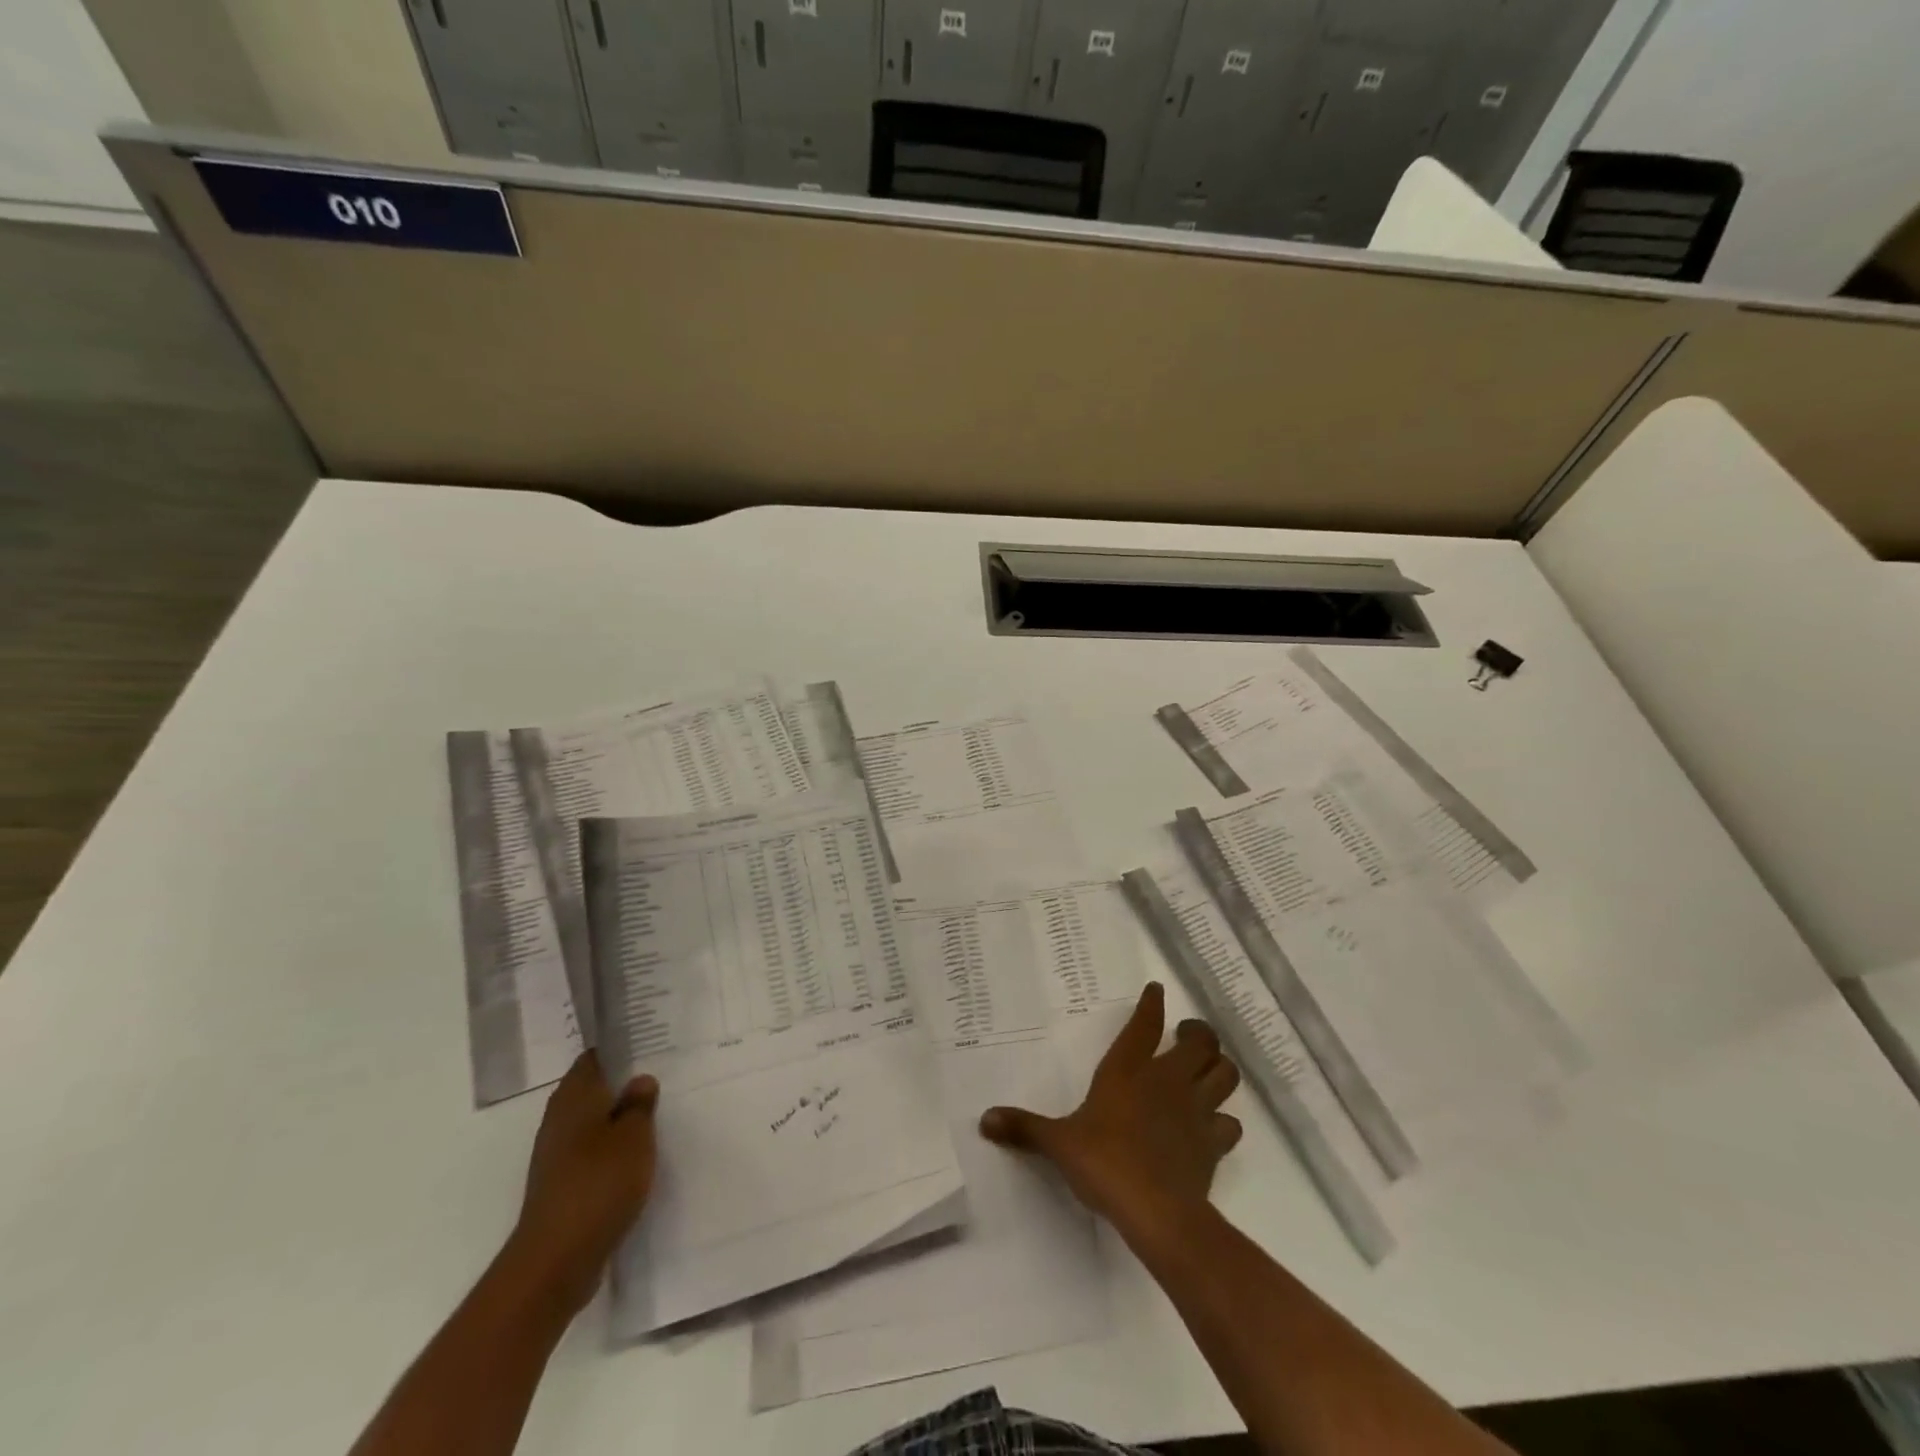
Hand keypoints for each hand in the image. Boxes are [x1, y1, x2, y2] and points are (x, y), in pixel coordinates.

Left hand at [509, 1051, 658, 1316]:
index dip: (620, 1049)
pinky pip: (589, 1152)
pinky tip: (635, 1157)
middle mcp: (559, 1119)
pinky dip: (610, 1149)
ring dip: (617, 1119)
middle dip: (622, 1085)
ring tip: (654, 1116)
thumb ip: (639, 1105)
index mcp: (574, 1096)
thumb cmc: (599, 1184)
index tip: (649, 1045)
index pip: (595, 1057)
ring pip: (591, 1122)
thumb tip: (640, 1081)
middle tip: (660, 1078)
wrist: (556, 1260)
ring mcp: (555, 1154)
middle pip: (592, 1089)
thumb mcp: (634, 1136)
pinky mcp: (560, 1185)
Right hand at [980, 982, 1241, 1236]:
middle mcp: (1167, 1080)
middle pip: (1201, 1041)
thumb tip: (984, 1120)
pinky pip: (1230, 1122)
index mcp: (1128, 1070)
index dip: (1152, 1004)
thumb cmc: (1104, 1163)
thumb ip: (1025, 1128)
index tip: (1156, 990)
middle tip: (1188, 1035)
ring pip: (1225, 1073)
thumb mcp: (1058, 1144)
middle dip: (1198, 1033)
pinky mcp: (1214, 1143)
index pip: (1145, 1024)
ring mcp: (1196, 1109)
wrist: (1157, 1212)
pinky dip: (1224, 1119)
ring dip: (1219, 1068)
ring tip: (1206, 1070)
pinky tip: (1213, 1125)